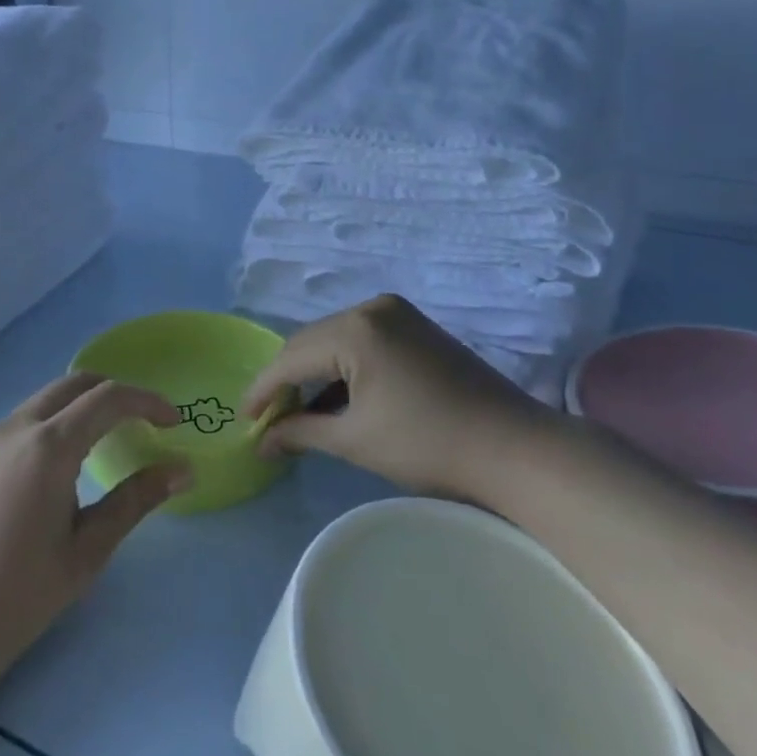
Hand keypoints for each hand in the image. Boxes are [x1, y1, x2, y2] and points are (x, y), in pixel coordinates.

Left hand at [0, 374, 190, 691]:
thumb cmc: (22, 594)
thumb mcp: (89, 549)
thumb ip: (136, 500)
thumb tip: (183, 469)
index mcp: (48, 446)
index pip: (108, 398)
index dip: (147, 402)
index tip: (174, 422)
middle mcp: (17, 427)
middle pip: (76, 384)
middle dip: (117, 394)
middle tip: (146, 425)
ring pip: (49, 397)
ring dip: (85, 405)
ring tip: (112, 440)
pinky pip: (27, 418)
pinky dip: (58, 419)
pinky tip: (68, 460)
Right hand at [241, 294, 551, 499]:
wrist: (514, 448)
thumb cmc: (428, 446)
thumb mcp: (355, 440)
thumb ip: (301, 432)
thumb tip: (262, 441)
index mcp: (354, 330)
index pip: (290, 357)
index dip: (263, 390)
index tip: (243, 419)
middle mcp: (371, 308)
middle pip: (310, 342)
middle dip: (287, 380)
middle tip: (269, 420)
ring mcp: (396, 313)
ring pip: (334, 339)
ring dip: (314, 373)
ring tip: (299, 412)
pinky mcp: (414, 325)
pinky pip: (361, 340)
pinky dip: (343, 367)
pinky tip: (336, 397)